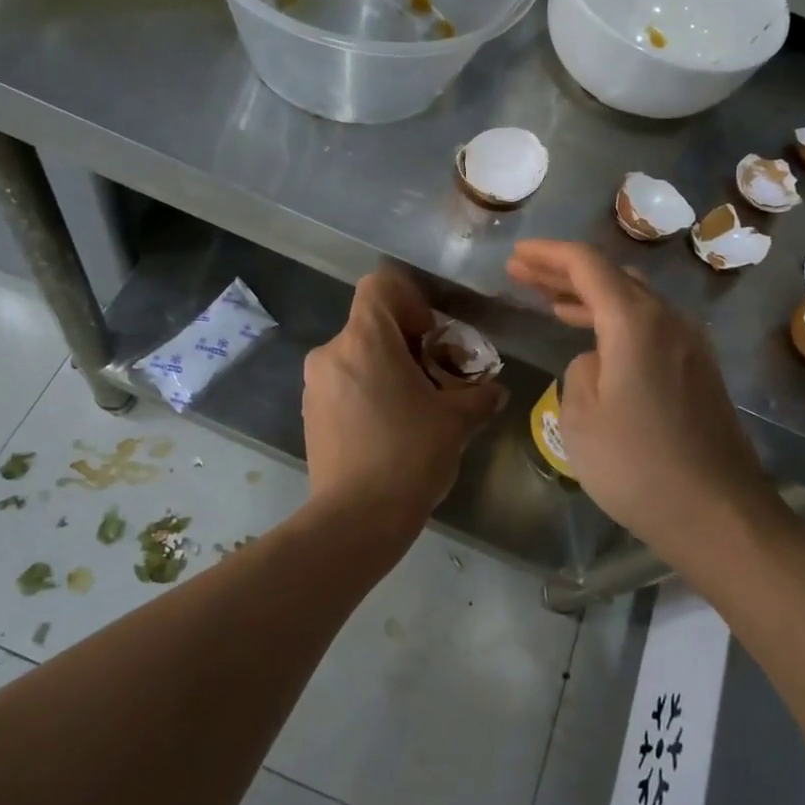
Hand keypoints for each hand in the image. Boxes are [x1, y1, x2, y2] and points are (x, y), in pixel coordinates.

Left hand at [303, 267, 504, 529]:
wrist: (356, 519)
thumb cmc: (410, 455)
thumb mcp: (457, 421)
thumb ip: (479, 396)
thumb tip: (494, 391)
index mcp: (364, 340)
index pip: (380, 285)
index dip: (411, 299)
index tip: (431, 335)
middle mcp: (331, 352)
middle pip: (371, 323)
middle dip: (406, 342)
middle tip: (435, 377)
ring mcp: (315, 384)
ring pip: (356, 354)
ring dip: (386, 368)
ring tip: (414, 407)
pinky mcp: (310, 413)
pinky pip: (343, 383)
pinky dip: (366, 390)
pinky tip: (388, 428)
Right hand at [506, 240, 780, 568]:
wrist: (718, 514)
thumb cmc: (637, 466)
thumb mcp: (581, 418)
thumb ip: (580, 372)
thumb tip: (597, 360)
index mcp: (635, 322)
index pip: (586, 265)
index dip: (547, 255)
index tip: (516, 254)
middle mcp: (668, 320)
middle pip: (611, 276)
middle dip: (564, 271)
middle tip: (521, 272)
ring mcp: (689, 344)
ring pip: (633, 299)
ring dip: (589, 296)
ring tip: (548, 299)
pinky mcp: (698, 370)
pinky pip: (649, 325)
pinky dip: (614, 319)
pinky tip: (593, 338)